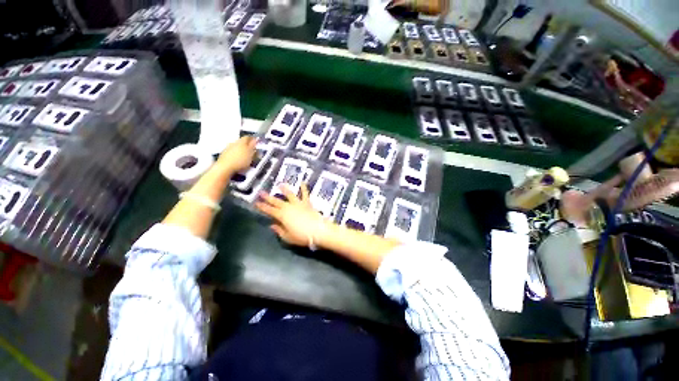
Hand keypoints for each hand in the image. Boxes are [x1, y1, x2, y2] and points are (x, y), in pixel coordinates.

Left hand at [214, 136, 257, 174]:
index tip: (255, 142)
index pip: (247, 137)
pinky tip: (237, 159)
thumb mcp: (251, 154)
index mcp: (242, 142)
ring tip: (244, 156)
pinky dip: (235, 154)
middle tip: (251, 150)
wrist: (225, 167)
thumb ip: (253, 147)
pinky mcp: (224, 153)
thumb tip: (255, 140)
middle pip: (241, 141)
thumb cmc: (240, 160)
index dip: (252, 139)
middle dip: (246, 145)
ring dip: (240, 149)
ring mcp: (228, 148)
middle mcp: (234, 143)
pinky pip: (231, 151)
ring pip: (236, 146)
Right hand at [255, 184, 327, 246]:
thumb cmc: (302, 236)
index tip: (256, 203)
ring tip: (280, 184)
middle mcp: (289, 207)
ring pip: (289, 195)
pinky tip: (302, 183)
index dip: (262, 207)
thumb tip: (272, 225)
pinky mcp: (307, 203)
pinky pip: (305, 194)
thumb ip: (279, 230)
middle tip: (261, 192)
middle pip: (276, 201)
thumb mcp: (287, 237)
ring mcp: (298, 204)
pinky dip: (304, 188)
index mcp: (282, 216)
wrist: (318, 231)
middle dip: (268, 197)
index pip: (269, 210)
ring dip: (284, 189)